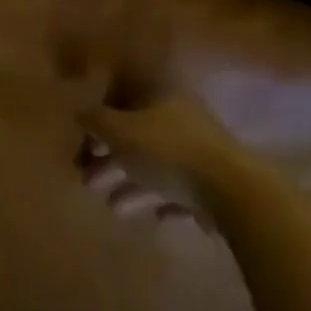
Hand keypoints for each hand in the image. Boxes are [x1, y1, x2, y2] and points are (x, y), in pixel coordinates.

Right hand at [77, 92, 243, 225]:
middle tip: (86, 180)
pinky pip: (178, 187)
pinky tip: (152, 215)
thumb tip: (79, 110)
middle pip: (136, 134)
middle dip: (109, 157)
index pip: (123, 96)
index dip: (100, 117)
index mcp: (160, 95)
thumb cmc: (167, 151)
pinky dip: (161, 198)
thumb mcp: (120, 131)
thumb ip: (95, 119)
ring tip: (111, 207)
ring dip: (130, 182)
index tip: (84, 142)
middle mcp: (180, 117)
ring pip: (155, 163)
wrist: (231, 191)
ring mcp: (199, 150)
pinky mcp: (212, 182)